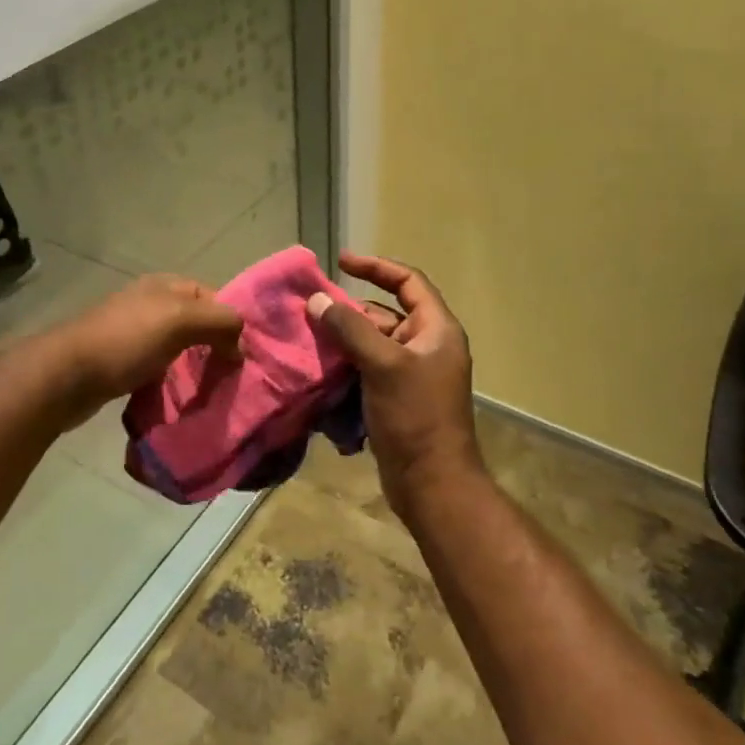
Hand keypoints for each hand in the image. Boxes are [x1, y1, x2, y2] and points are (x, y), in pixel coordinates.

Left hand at [56, 274, 242, 409]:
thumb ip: (219, 321)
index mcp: (166, 285)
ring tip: (212, 390)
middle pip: (197, 322)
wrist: (66, 375)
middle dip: (216, 346)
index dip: (231, 321)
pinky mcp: (123, 362)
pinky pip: (160, 367)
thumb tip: (241, 343)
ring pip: (179, 347)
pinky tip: (180, 397)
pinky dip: (173, 381)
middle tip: (232, 375)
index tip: (244, 354)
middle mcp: (151, 303)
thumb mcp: (180, 320)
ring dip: (195, 366)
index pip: (214, 296)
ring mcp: (135, 333)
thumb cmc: (126, 340)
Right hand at [307, 251, 482, 512]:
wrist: (431, 483)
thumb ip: (350, 329)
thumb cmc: (415, 416)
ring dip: (343, 341)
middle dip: (349, 311)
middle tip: (312, 310)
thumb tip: (317, 300)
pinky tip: (319, 371)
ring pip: (371, 344)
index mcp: (436, 330)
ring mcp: (411, 374)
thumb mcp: (383, 365)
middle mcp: (426, 346)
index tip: (340, 261)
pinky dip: (345, 367)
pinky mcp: (395, 398)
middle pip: (384, 314)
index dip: (375, 267)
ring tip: (308, 339)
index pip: (407, 282)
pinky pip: (366, 370)